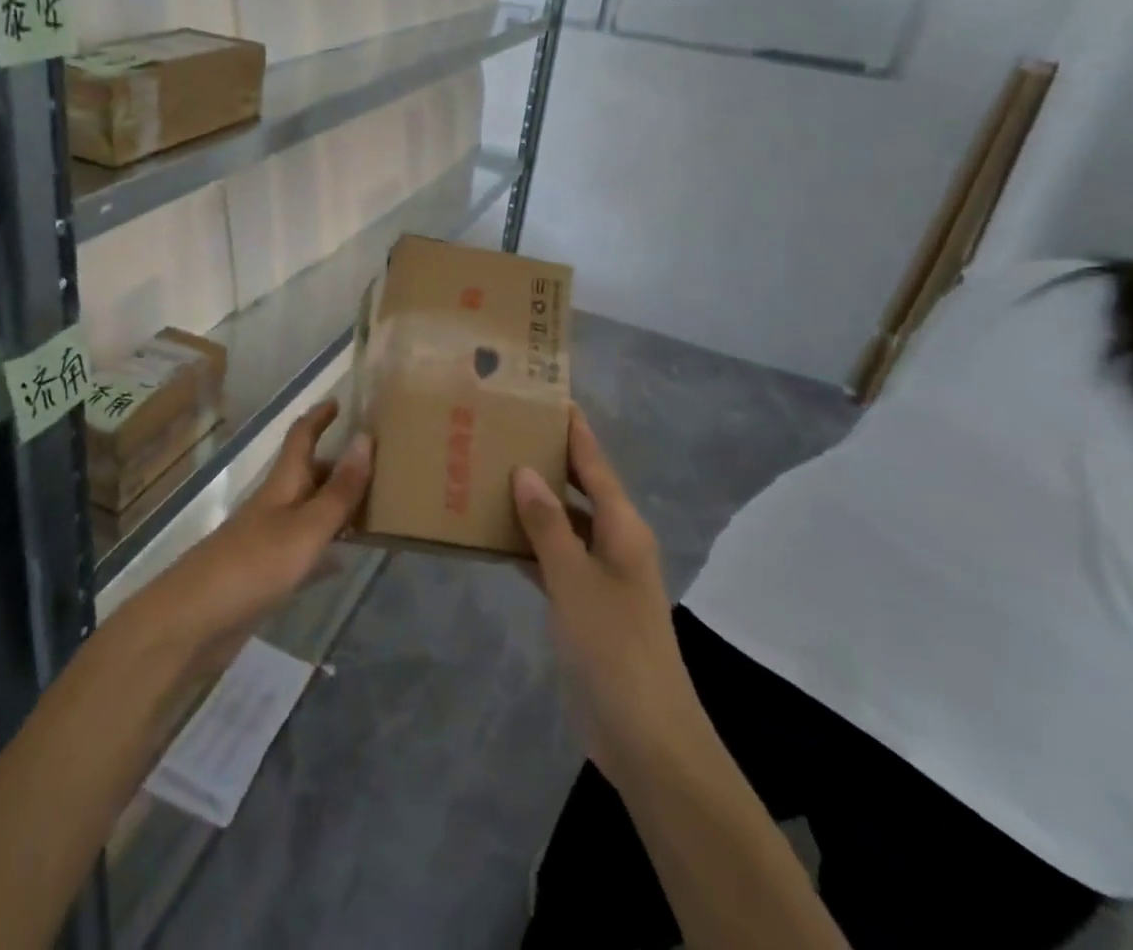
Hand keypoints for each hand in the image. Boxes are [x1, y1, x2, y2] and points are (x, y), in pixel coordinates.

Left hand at [126, 400, 372, 680]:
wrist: (193, 622)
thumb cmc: (254, 565)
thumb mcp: (307, 527)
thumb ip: (339, 490)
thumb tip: (366, 436)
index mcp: (282, 484)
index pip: (301, 437)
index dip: (319, 417)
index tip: (339, 400)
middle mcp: (275, 505)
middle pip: (308, 474)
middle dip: (338, 465)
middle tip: (379, 466)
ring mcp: (267, 540)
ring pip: (309, 512)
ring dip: (336, 506)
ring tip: (374, 508)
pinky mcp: (264, 575)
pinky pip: (304, 550)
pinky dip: (325, 548)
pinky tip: (343, 560)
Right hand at [514, 406, 707, 789]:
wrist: (645, 737)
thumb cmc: (614, 647)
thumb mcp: (575, 578)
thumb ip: (547, 523)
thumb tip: (524, 470)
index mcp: (623, 527)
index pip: (594, 463)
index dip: (573, 429)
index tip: (546, 395)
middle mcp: (614, 542)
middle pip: (578, 488)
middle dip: (546, 459)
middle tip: (502, 429)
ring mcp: (599, 575)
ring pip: (561, 523)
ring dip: (531, 503)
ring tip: (487, 471)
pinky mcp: (584, 606)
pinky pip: (552, 559)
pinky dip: (527, 544)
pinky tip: (492, 534)